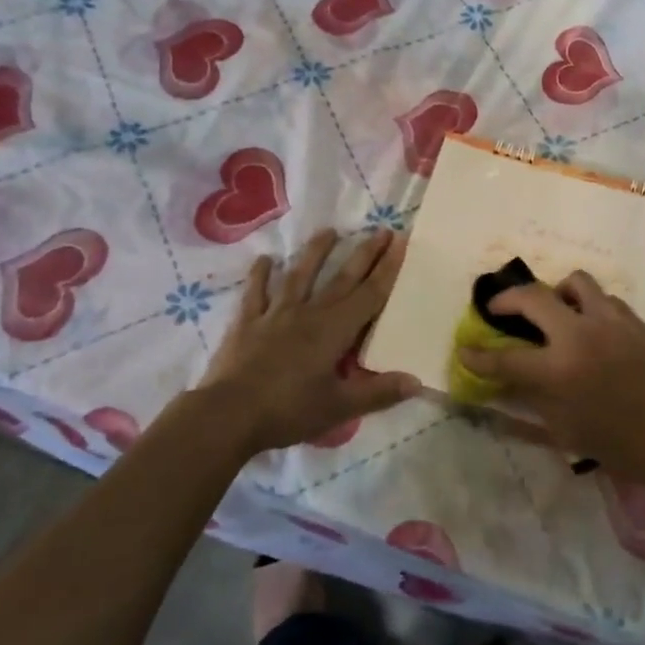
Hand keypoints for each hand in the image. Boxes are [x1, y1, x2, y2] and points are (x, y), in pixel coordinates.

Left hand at [198, 230, 417, 453]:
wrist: (227, 414)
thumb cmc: (288, 411)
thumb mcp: (339, 408)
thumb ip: (379, 393)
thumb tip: (417, 381)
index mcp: (335, 330)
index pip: (370, 294)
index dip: (388, 268)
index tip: (401, 242)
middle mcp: (309, 313)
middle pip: (342, 278)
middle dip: (364, 253)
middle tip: (381, 230)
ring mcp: (276, 314)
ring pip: (300, 275)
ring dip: (316, 252)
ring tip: (329, 231)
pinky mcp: (248, 322)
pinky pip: (256, 293)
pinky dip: (260, 275)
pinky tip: (264, 259)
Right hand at [457, 270, 644, 480]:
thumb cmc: (619, 444)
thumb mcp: (565, 431)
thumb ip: (532, 401)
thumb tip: (506, 383)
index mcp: (558, 371)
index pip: (505, 359)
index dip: (478, 356)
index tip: (464, 350)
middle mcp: (579, 336)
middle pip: (532, 297)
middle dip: (507, 299)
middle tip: (499, 309)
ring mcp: (609, 321)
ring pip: (573, 282)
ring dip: (555, 293)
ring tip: (554, 310)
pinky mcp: (633, 319)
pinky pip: (603, 298)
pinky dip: (588, 306)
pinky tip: (591, 326)